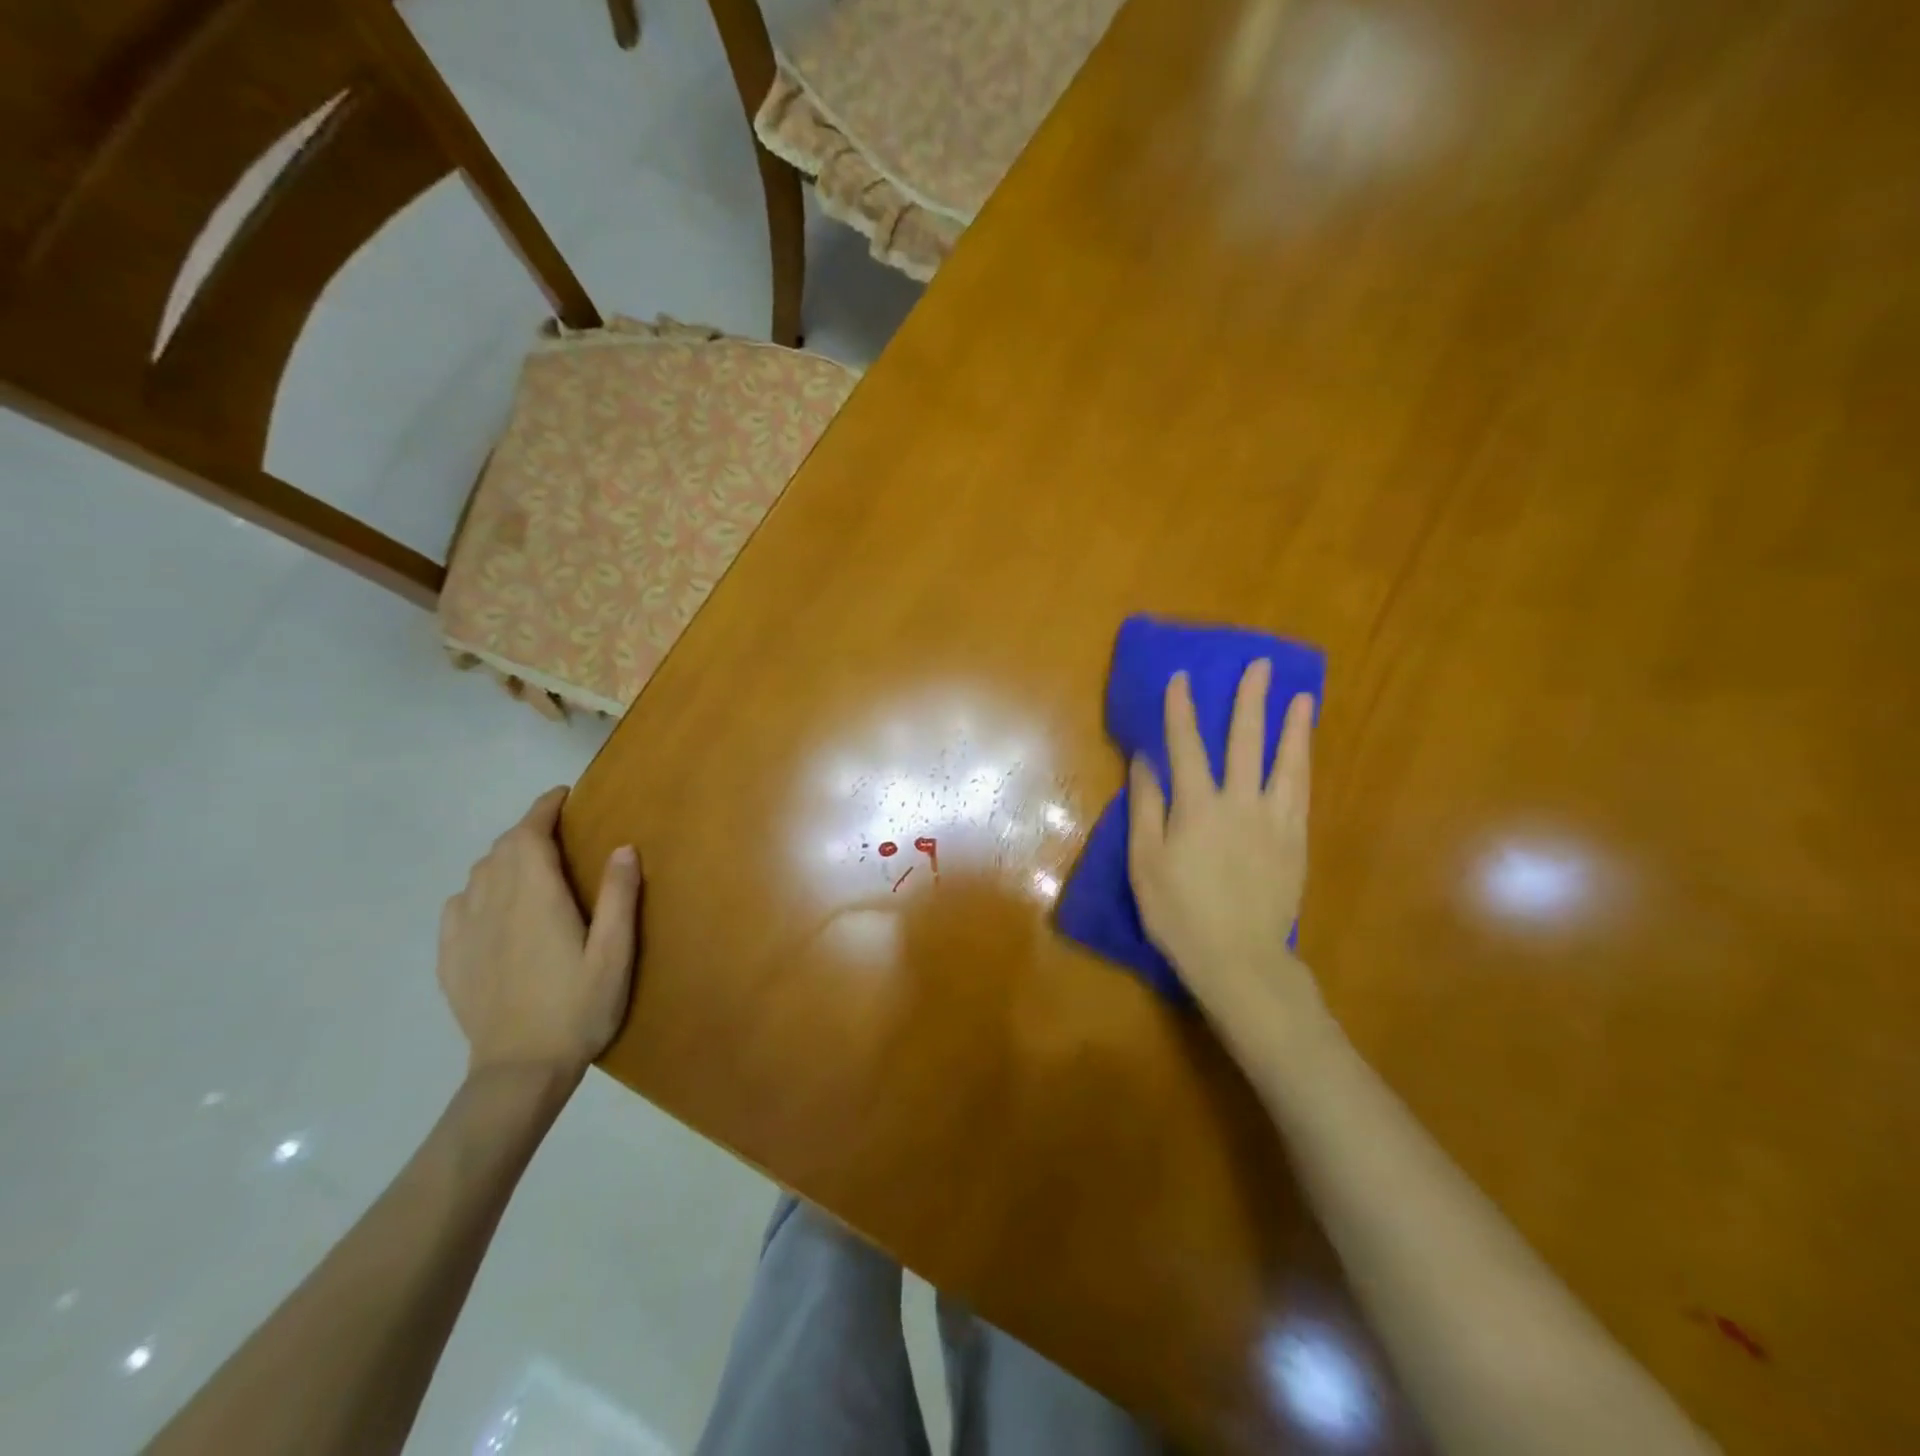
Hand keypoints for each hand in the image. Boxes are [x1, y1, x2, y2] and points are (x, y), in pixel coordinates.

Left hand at [438, 787, 641, 1080]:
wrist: (518, 1072)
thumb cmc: (577, 1009)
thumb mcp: (615, 954)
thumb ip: (619, 897)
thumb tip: (623, 846)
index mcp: (534, 898)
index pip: (528, 834)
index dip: (543, 809)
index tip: (562, 796)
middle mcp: (493, 904)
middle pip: (501, 849)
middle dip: (527, 830)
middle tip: (558, 831)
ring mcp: (465, 932)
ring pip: (478, 874)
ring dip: (503, 858)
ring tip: (530, 865)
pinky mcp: (451, 959)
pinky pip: (458, 906)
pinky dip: (477, 889)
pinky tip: (492, 906)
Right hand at [1128, 661, 1318, 1006]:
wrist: (1239, 958)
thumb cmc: (1179, 912)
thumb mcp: (1145, 862)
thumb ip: (1147, 807)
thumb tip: (1145, 761)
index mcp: (1198, 807)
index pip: (1187, 746)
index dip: (1182, 710)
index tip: (1182, 677)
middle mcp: (1240, 803)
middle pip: (1246, 742)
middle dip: (1250, 700)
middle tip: (1261, 666)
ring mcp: (1274, 821)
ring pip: (1286, 763)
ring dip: (1293, 727)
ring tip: (1302, 698)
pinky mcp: (1295, 842)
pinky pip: (1301, 793)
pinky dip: (1302, 765)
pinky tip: (1304, 754)